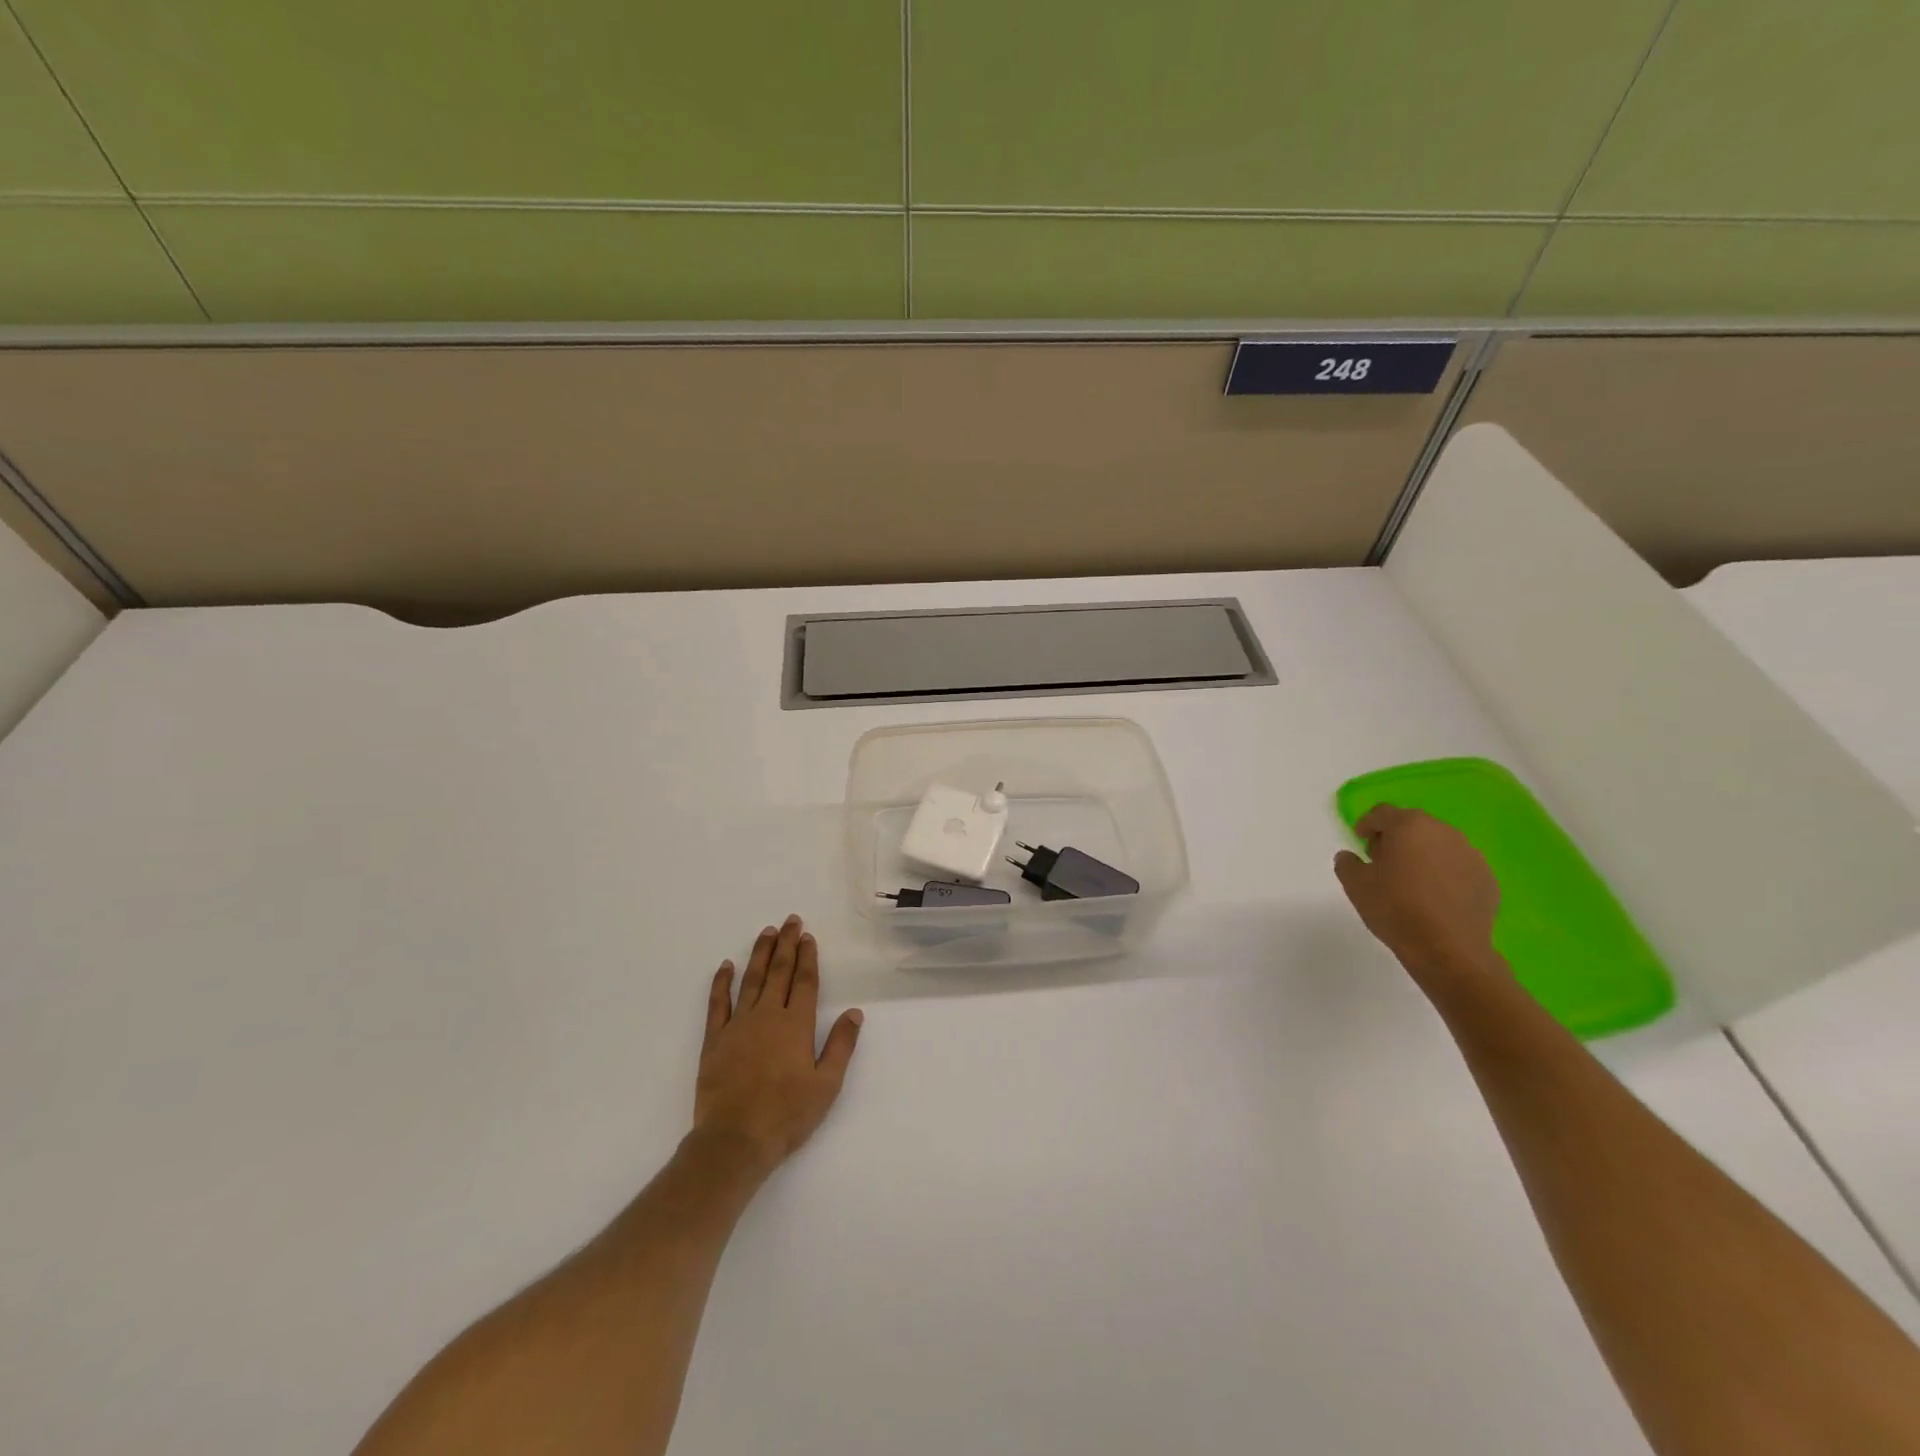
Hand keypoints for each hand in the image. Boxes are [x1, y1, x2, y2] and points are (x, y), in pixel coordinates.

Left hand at [692, 915, 862, 1180]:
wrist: (735, 1140)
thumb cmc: (787, 1115)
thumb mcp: (826, 1085)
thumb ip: (841, 1045)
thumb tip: (855, 1012)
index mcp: (796, 1025)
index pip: (805, 982)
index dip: (807, 957)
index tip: (808, 936)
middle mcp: (768, 1016)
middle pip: (779, 972)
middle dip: (786, 944)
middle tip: (790, 920)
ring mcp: (738, 1025)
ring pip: (751, 980)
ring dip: (759, 954)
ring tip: (766, 932)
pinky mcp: (714, 1040)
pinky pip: (717, 1003)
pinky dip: (721, 982)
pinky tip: (726, 966)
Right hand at [1334, 805, 1503, 982]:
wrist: (1448, 949)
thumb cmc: (1395, 908)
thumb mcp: (1355, 884)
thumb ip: (1347, 863)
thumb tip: (1350, 856)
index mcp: (1409, 826)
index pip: (1382, 813)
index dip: (1366, 824)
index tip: (1359, 841)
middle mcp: (1443, 832)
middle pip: (1413, 825)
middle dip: (1395, 838)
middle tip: (1382, 861)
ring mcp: (1470, 855)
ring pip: (1438, 845)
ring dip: (1422, 855)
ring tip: (1410, 881)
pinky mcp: (1487, 879)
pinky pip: (1458, 867)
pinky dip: (1444, 874)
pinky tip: (1434, 898)